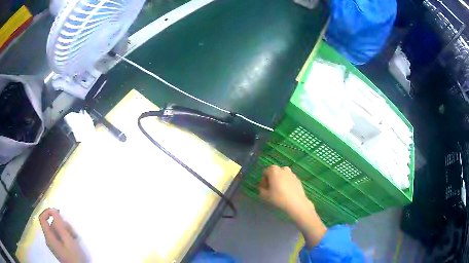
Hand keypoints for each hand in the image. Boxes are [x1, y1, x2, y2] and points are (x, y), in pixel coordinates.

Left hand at [39, 208, 86, 262]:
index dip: (48, 211)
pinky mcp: (58, 249)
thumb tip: (53, 210)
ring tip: (74, 238)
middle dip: (61, 225)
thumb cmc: (74, 257)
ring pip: (55, 231)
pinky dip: (64, 237)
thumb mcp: (68, 240)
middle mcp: (48, 240)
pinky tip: (72, 242)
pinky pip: (58, 238)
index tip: (57, 211)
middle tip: (72, 231)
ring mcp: (53, 245)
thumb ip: (59, 225)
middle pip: (51, 225)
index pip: (42, 218)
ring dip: (64, 231)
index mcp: (48, 237)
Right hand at [259, 165, 326, 247]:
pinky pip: (290, 182)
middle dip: (271, 182)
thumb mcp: (265, 196)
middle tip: (271, 194)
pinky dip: (287, 187)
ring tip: (280, 197)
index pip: (265, 173)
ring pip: (282, 178)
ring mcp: (294, 175)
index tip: (264, 192)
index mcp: (275, 170)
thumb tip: (264, 188)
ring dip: (279, 184)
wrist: (299, 207)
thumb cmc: (280, 201)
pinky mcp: (300, 182)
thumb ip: (261, 189)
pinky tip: (288, 197)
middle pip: (274, 174)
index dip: (263, 182)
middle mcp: (285, 169)